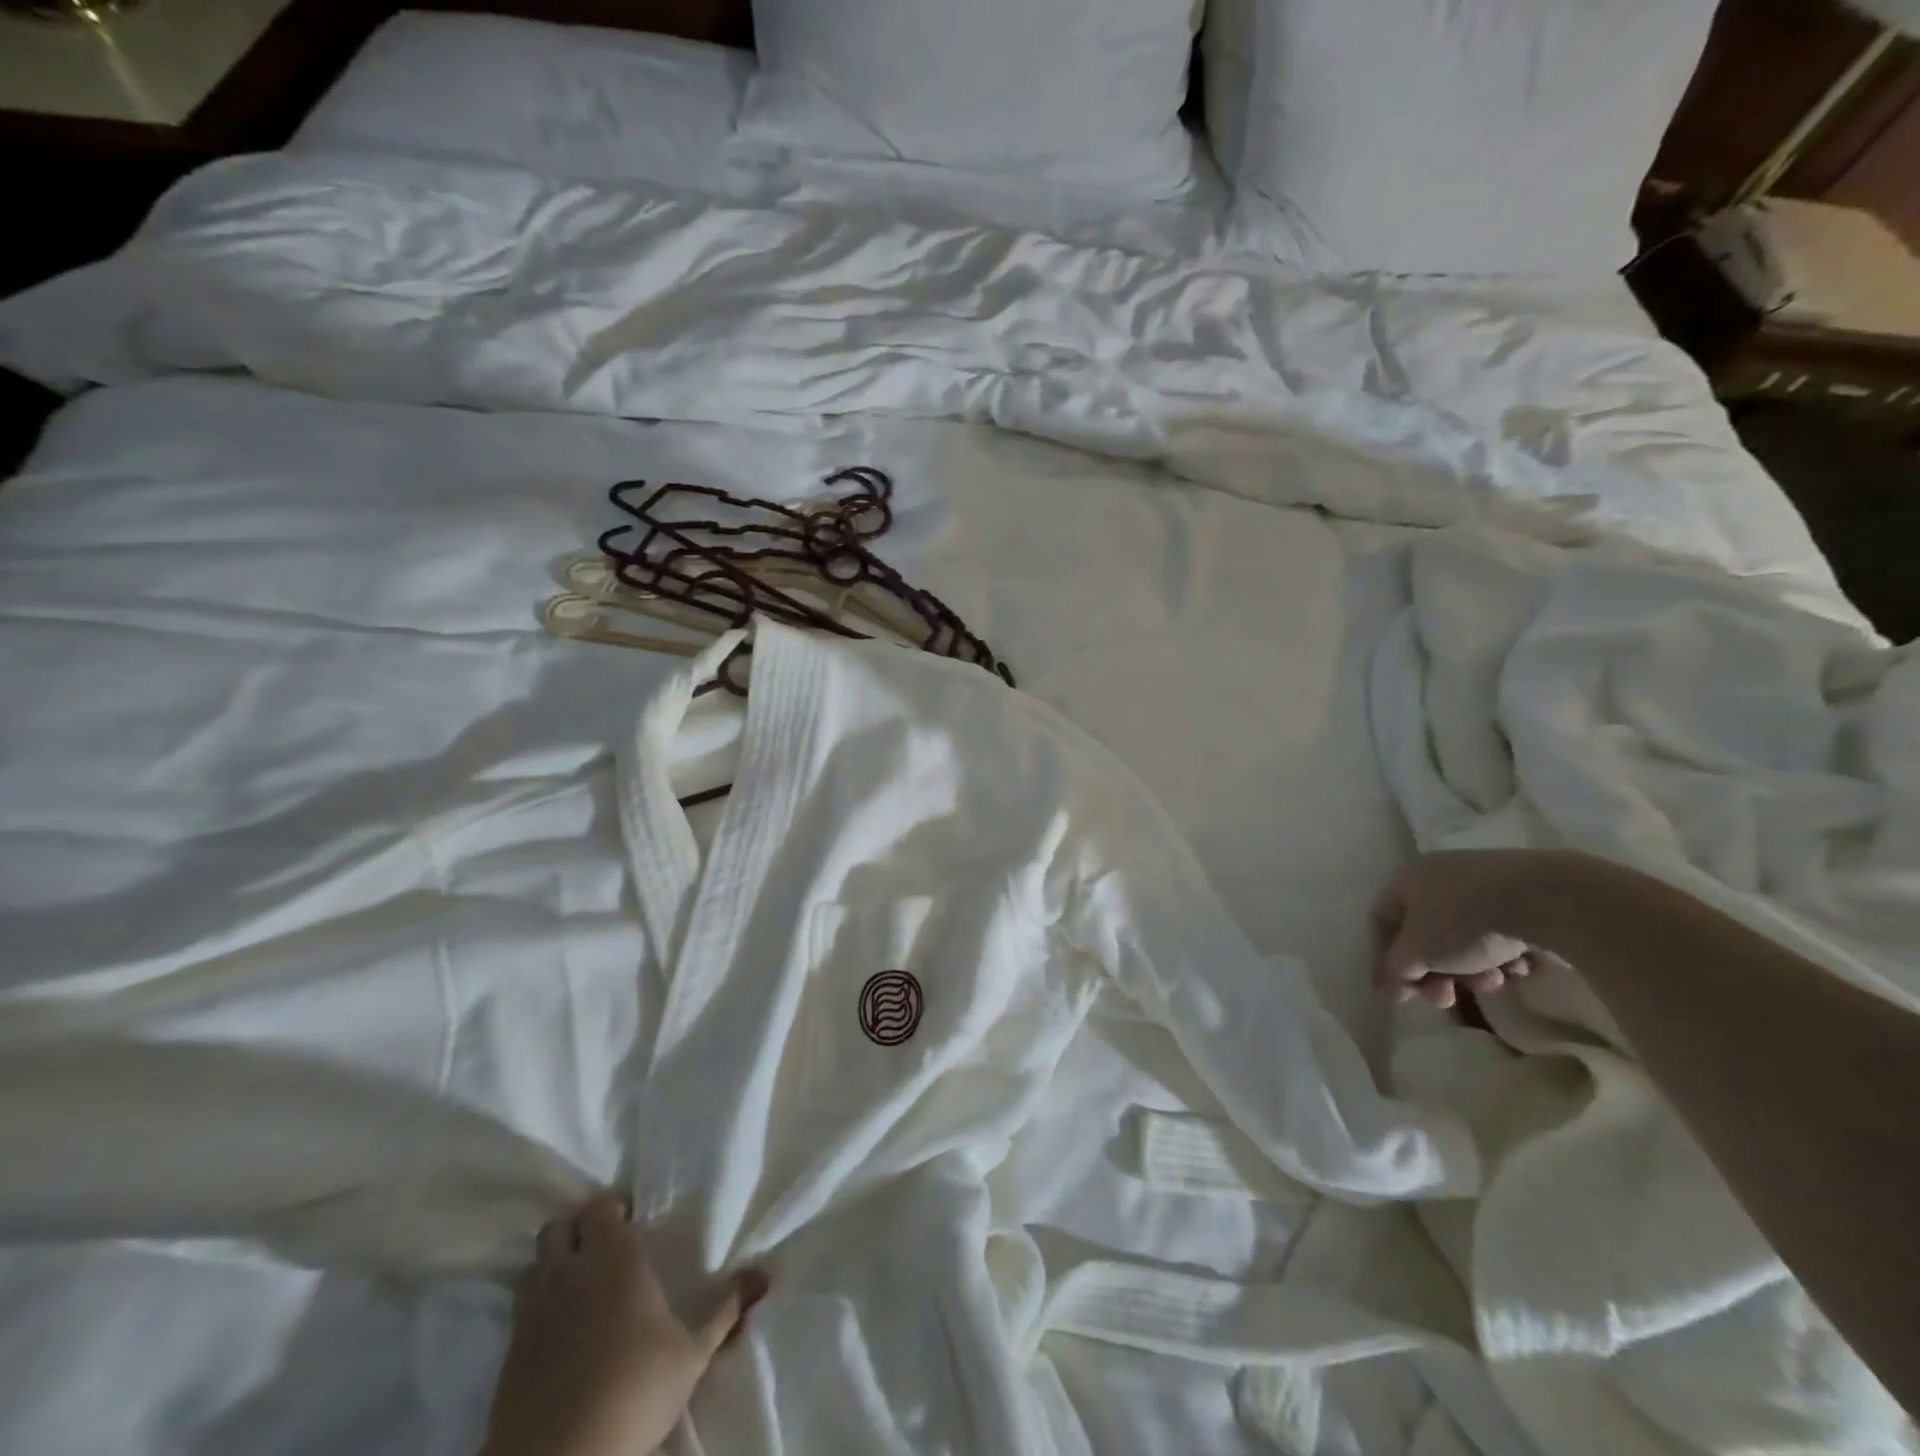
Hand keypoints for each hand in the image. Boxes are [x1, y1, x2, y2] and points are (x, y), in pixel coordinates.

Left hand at [481, 1196, 768, 1455]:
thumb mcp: (691, 1355)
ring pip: (535, 1267)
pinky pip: (521, 1312)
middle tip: (604, 1250)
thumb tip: (765, 1275)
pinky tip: (561, 1333)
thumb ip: (726, 1310)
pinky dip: (539, 1310)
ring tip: (580, 1287)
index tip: (633, 1223)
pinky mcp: (508, 1356)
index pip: (601, 1208)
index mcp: (612, 1260)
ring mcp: (532, 1315)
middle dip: (577, 1231)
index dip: (614, 1211)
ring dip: (554, 1267)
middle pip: (559, 1228)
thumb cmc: (634, 1393)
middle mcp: (568, 1274)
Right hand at [1373, 851, 1543, 1009]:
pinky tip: (1520, 967)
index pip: (1383, 922)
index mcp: (1406, 879)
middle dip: (1437, 973)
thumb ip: (1396, 971)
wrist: (1546, 898)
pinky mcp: (1522, 895)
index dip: (1386, 959)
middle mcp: (1439, 876)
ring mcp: (1483, 882)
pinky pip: (1501, 932)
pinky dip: (1504, 955)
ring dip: (1473, 969)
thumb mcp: (1418, 952)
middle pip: (1426, 935)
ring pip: (1465, 938)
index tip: (1404, 992)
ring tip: (1496, 982)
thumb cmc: (1462, 921)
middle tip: (1448, 998)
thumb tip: (1389, 990)